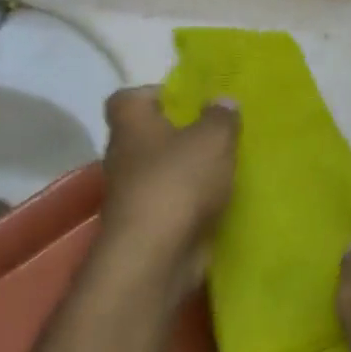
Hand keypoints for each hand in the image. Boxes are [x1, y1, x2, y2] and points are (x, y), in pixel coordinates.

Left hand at [97, 87, 238, 300]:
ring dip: (188, 171)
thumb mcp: (213, 138)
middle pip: (148, 136)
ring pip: (162, 172)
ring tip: (226, 167)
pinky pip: (172, 203)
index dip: (155, 94)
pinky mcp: (146, 226)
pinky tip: (222, 200)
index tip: (187, 100)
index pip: (128, 98)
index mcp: (131, 125)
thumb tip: (222, 100)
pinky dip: (191, 202)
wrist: (155, 256)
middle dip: (180, 134)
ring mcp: (132, 194)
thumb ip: (220, 116)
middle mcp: (124, 156)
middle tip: (217, 133)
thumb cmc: (178, 181)